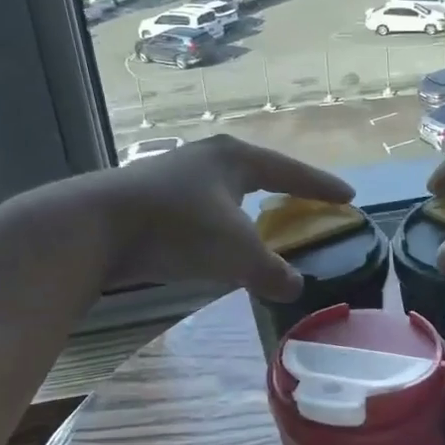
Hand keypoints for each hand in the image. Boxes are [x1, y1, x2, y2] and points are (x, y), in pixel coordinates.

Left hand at [96, 134, 354, 299]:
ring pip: (226, 191)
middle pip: (258, 173)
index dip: (321, 186)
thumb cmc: (177, 227)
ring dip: (248, 209)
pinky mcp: (151, 197)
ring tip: (264, 225)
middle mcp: (207, 158)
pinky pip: (202, 208)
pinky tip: (218, 241)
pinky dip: (220, 224)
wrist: (95, 226)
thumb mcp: (235, 252)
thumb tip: (296, 287)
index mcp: (235, 159)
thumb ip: (271, 271)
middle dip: (283, 189)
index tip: (349, 196)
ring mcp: (175, 175)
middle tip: (308, 204)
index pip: (291, 172)